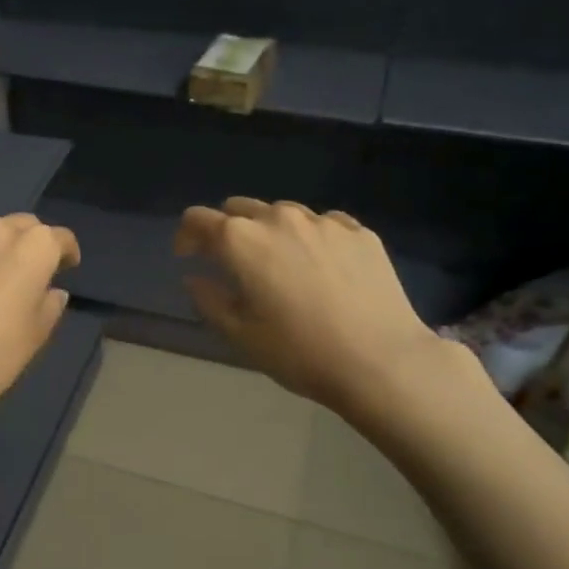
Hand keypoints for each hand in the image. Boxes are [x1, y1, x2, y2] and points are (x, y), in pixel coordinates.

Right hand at [176, 198, 463, 420]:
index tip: (189, 257)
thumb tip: (194, 278)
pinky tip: (322, 267)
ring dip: (270, 231)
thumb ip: (209, 300)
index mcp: (241, 240)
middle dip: (227, 229)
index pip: (198, 219)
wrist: (382, 361)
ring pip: (283, 213)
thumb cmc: (300, 352)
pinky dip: (311, 238)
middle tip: (233, 263)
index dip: (187, 236)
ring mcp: (323, 221)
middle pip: (239, 208)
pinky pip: (323, 224)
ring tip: (281, 264)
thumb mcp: (240, 335)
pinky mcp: (359, 232)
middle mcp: (279, 218)